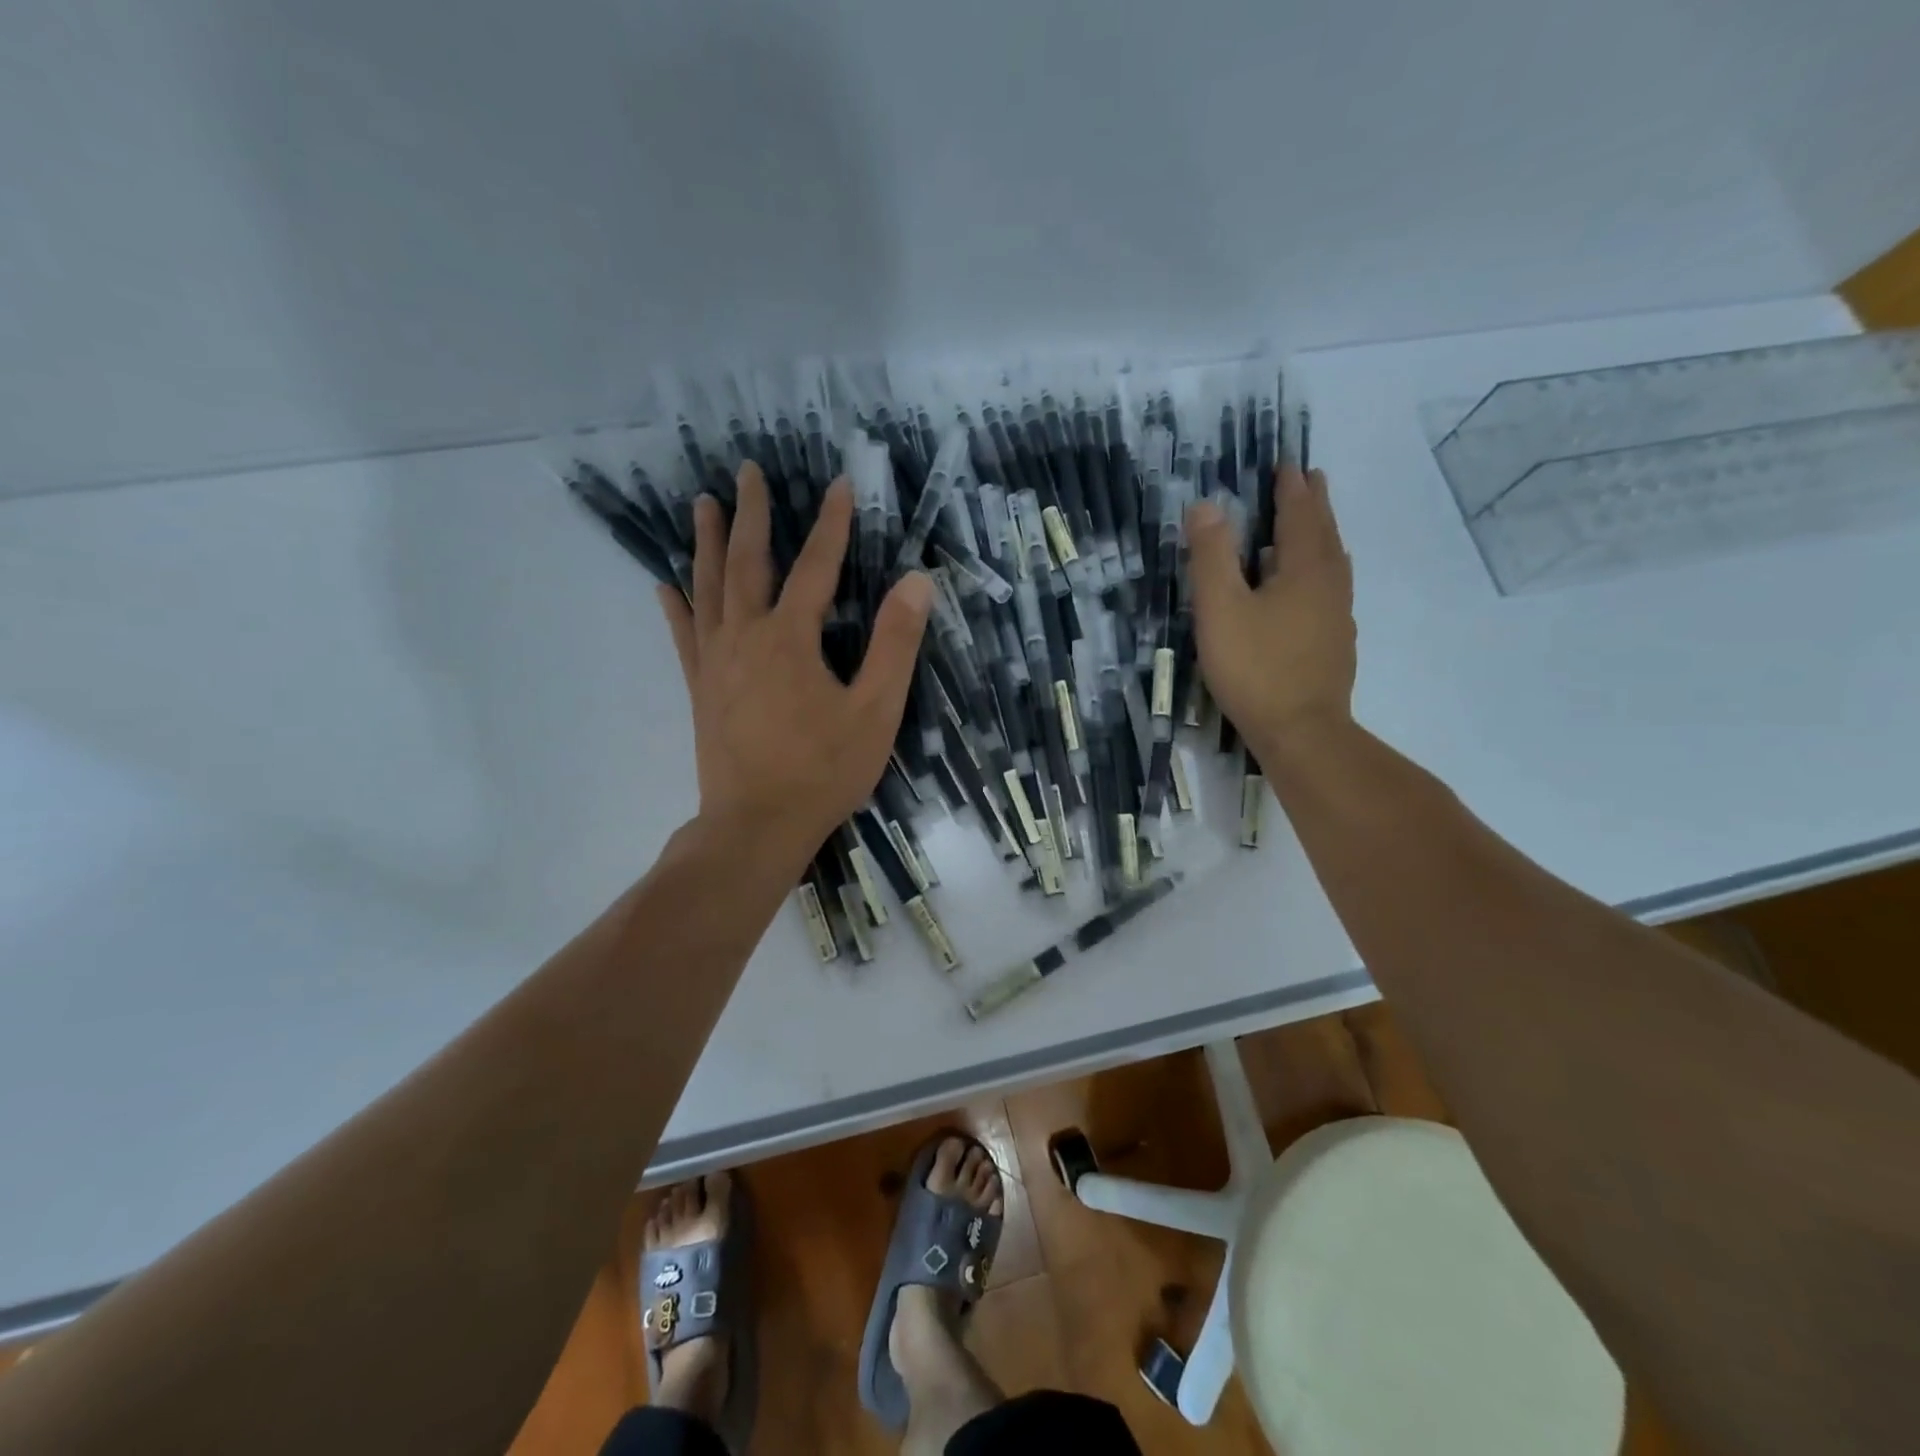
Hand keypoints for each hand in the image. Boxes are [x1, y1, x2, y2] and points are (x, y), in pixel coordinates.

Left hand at [659, 462, 932, 866]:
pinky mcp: (701, 688)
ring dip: (706, 543)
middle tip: (746, 472)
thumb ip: (895, 644)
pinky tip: (665, 584)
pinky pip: (684, 634)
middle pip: (747, 563)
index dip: (831, 524)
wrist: (756, 825)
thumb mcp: (876, 710)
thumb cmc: (823, 771)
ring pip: (708, 588)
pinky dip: (676, 605)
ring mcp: (715, 662)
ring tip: (701, 503)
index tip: (840, 484)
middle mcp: (745, 636)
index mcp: (790, 638)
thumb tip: (916, 582)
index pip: (816, 566)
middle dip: (751, 514)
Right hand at [1186, 465, 1356, 750]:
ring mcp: (1337, 616)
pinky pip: (1331, 589)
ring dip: (1322, 536)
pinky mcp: (1334, 644)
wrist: (1302, 732)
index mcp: (1304, 569)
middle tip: (1311, 479)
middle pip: (1324, 534)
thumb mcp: (1220, 609)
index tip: (1288, 464)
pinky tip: (1310, 588)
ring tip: (1312, 525)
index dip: (1291, 488)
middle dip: (1314, 504)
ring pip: (1333, 563)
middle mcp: (1329, 585)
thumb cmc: (1255, 668)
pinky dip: (1321, 571)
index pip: (1299, 515)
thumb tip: (1205, 505)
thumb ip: (1211, 557)